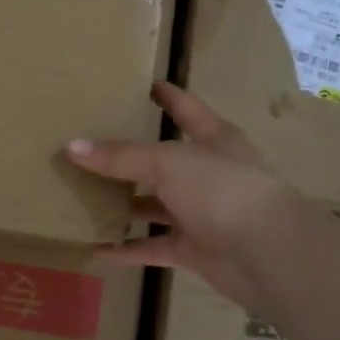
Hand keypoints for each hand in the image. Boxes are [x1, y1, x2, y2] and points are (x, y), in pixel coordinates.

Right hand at [65, 81, 309, 312]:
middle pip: (163, 161)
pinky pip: (151, 247)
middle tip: (89, 147)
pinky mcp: (193, 250)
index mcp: (214, 140)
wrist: (268, 254)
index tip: (144, 85)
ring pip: (155, 205)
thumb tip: (72, 147)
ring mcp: (202, 214)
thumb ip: (121, 156)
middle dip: (130, 157)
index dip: (168, 96)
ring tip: (82, 197)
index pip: (187, 110)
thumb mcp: (168, 162)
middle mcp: (208, 174)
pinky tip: (94, 249)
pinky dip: (126, 249)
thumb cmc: (223, 190)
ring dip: (124, 205)